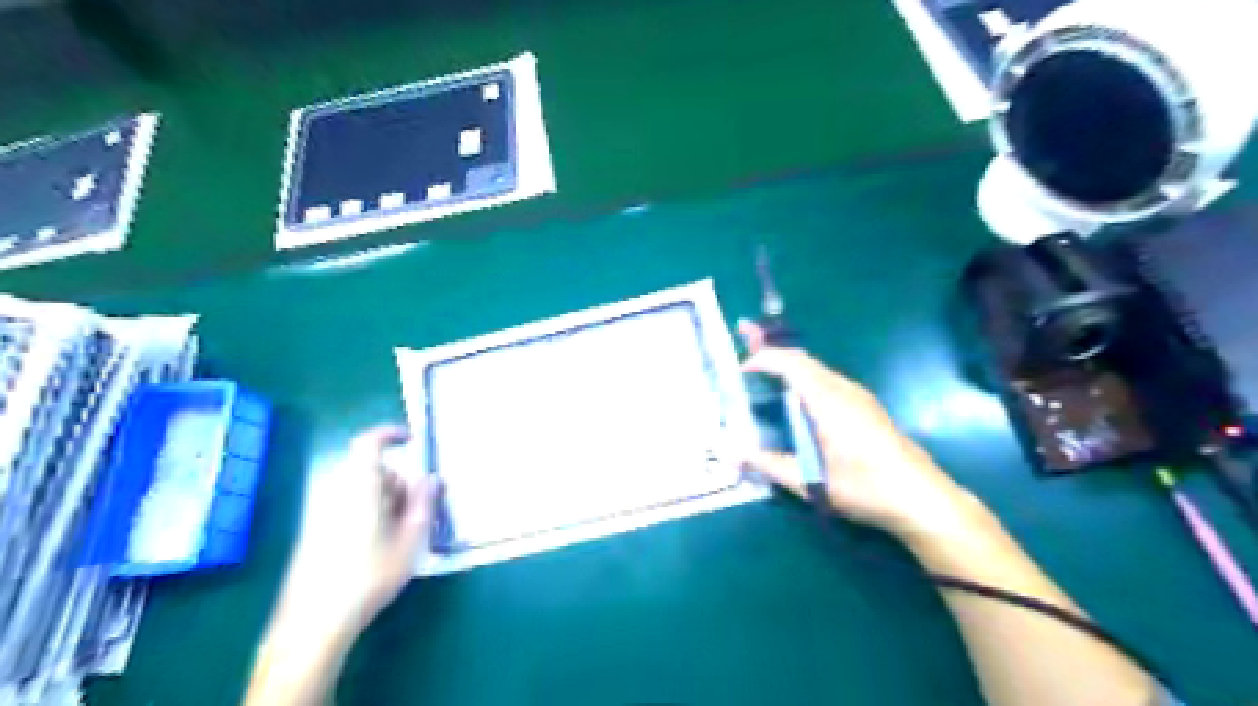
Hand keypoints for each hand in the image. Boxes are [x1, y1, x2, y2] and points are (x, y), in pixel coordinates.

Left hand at [275, 427, 437, 641]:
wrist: (313, 622)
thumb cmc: (369, 576)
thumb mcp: (410, 540)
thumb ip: (423, 503)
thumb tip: (430, 479)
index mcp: (360, 486)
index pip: (369, 443)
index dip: (390, 435)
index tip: (411, 440)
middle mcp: (337, 492)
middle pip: (372, 471)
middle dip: (398, 482)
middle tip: (418, 510)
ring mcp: (322, 513)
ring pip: (362, 491)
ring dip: (386, 500)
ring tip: (401, 535)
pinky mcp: (314, 533)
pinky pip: (349, 507)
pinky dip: (369, 514)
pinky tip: (379, 548)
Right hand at [739, 321, 975, 539]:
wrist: (921, 497)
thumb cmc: (864, 488)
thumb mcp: (810, 481)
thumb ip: (769, 464)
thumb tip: (733, 456)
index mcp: (828, 401)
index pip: (791, 363)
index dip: (764, 359)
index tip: (742, 369)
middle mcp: (843, 390)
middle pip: (803, 359)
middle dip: (773, 350)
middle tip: (746, 346)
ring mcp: (858, 396)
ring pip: (816, 369)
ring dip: (789, 365)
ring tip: (765, 372)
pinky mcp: (865, 406)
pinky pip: (827, 380)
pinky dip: (803, 378)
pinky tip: (797, 399)